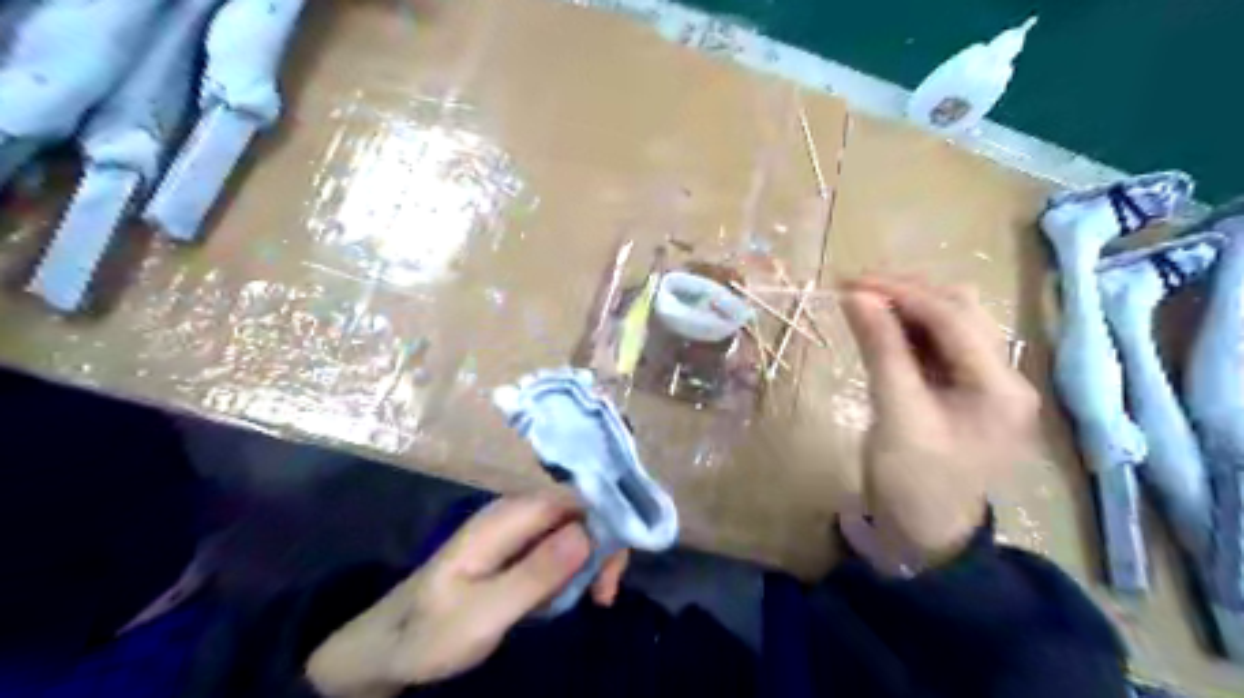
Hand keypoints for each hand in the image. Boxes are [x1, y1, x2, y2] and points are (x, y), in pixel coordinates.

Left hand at [303, 495, 632, 693]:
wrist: (388, 646)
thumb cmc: (431, 631)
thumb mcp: (484, 613)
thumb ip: (535, 573)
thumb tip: (587, 533)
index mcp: (504, 518)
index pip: (571, 498)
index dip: (604, 522)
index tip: (614, 568)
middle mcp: (514, 513)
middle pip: (577, 510)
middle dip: (602, 545)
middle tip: (605, 594)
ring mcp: (515, 529)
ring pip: (572, 527)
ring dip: (592, 558)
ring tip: (595, 598)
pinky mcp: (516, 548)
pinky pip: (559, 545)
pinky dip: (576, 567)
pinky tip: (576, 593)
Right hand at [836, 276, 1042, 570]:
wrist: (924, 534)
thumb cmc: (912, 482)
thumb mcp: (895, 414)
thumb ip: (880, 350)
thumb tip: (855, 296)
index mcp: (1000, 387)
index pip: (953, 318)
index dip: (901, 293)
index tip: (851, 284)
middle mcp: (1006, 376)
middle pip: (961, 311)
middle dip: (907, 293)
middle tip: (854, 289)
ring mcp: (988, 382)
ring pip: (951, 323)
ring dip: (908, 308)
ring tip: (863, 304)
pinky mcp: (967, 390)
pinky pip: (940, 346)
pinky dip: (909, 331)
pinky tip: (880, 328)